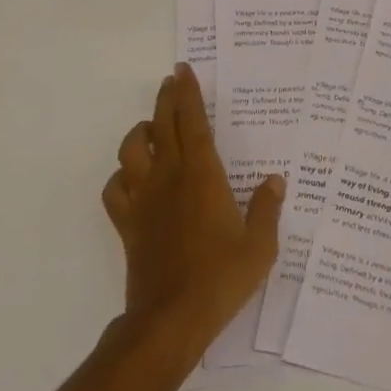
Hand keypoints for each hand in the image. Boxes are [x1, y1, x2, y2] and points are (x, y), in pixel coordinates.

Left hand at [102, 64, 283, 358]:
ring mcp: (144, 201)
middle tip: (172, 80)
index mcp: (203, 176)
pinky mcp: (128, 224)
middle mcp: (170, 179)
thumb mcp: (259, 246)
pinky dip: (121, 176)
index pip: (193, 123)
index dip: (188, 94)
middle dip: (167, 99)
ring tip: (152, 127)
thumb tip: (276, 180)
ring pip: (131, 151)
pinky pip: (115, 189)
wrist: (171, 320)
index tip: (184, 71)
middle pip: (162, 127)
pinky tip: (132, 178)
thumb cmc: (221, 278)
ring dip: (140, 132)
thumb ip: (267, 208)